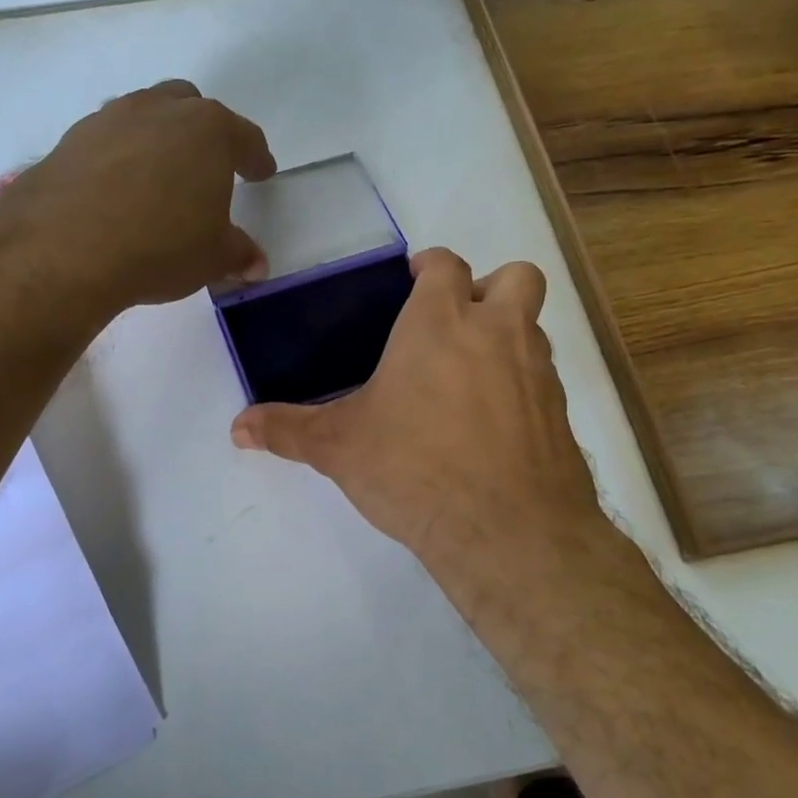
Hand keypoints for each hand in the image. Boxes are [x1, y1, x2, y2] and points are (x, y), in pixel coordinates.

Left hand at [0, 80, 276, 318]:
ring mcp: (110, 119)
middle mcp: (159, 111)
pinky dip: (117, 158)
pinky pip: (106, 141)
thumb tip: (256, 264)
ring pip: (144, 116)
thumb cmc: (160, 245)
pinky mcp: (70, 140)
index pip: (244, 138)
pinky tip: (114, 191)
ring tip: (157, 177)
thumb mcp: (212, 258)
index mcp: (208, 131)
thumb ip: (237, 254)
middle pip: (190, 107)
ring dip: (156, 139)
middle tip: (206, 166)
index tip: (261, 172)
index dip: (256, 158)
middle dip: (203, 133)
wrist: (63, 247)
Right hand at [230, 249, 617, 597]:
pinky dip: (520, 386)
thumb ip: (287, 430)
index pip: (446, 265)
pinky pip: (543, 379)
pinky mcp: (560, 415)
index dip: (431, 267)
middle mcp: (498, 333)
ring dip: (506, 337)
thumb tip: (237, 427)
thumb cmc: (413, 468)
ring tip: (466, 379)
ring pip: (533, 328)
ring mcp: (538, 372)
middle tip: (454, 323)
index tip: (413, 284)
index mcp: (440, 323)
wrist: (506, 531)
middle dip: (489, 287)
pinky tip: (490, 426)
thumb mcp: (338, 447)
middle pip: (515, 277)